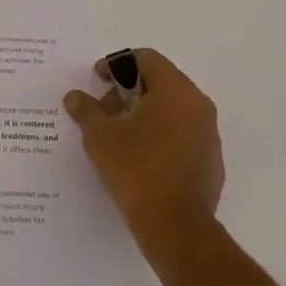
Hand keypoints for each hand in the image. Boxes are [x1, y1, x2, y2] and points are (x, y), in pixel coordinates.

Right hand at [64, 49, 223, 250]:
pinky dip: (161, 134)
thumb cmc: (136, 170)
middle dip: (129, 90)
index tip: (98, 80)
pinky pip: (183, 133)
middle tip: (105, 109)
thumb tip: (74, 97)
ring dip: (145, 112)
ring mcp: (209, 133)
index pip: (146, 58)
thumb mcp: (100, 137)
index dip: (117, 64)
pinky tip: (141, 157)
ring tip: (119, 134)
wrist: (176, 227)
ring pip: (173, 108)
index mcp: (175, 90)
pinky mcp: (211, 160)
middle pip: (161, 82)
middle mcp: (198, 104)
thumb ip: (86, 110)